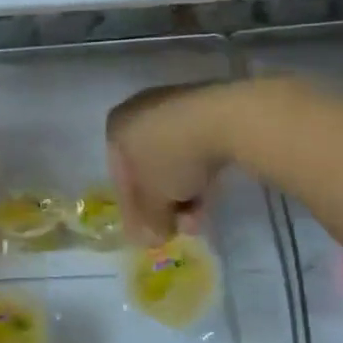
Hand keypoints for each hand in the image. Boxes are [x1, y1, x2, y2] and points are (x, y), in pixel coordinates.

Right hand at [107, 82, 247, 244]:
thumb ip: (148, 221)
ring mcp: (174, 106)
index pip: (120, 178)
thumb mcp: (154, 200)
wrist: (225, 118)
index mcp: (117, 128)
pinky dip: (199, 172)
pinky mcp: (207, 107)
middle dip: (164, 204)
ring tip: (200, 219)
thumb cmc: (173, 158)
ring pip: (173, 160)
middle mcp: (140, 112)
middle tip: (179, 229)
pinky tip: (211, 195)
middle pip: (148, 169)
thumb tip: (152, 236)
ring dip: (184, 194)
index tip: (150, 236)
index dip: (135, 213)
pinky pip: (194, 147)